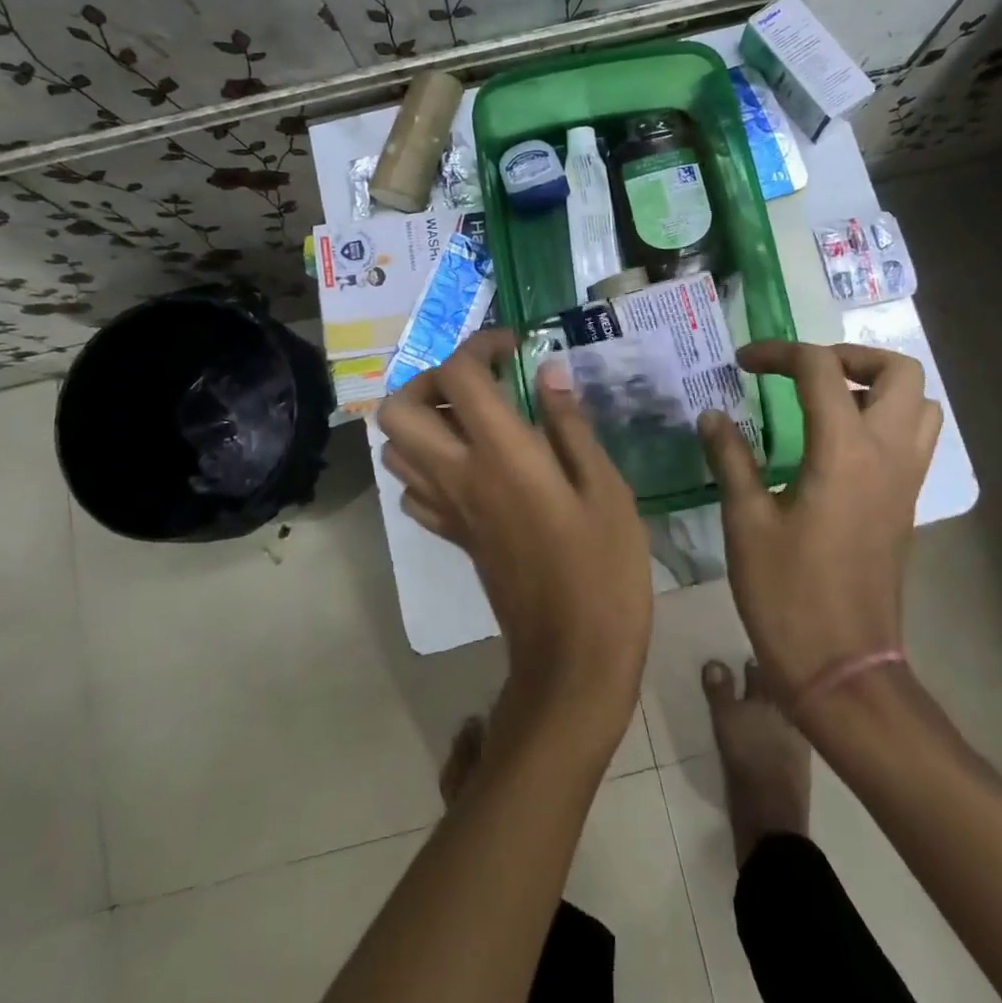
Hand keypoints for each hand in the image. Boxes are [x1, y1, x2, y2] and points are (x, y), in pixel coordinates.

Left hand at [377, 331, 651, 735]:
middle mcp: (459, 475)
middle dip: (431, 379)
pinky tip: (472, 468)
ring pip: (396, 449)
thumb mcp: (605, 487)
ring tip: (476, 420)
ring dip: (425, 420)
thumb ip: (571, 425)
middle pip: (399, 408)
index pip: (458, 376)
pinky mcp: (452, 537)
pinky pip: (414, 491)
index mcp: (502, 455)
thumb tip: (549, 373)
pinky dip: (429, 466)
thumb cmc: (604, 569)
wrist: (574, 657)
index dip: (480, 345)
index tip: (515, 347)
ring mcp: (448, 510)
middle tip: (480, 383)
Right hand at [700, 342, 941, 702]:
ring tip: (825, 402)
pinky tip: (835, 445)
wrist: (843, 668)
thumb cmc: (788, 595)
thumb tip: (713, 415)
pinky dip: (883, 421)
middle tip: (804, 373)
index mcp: (845, 452)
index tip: (743, 363)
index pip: (820, 369)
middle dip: (850, 356)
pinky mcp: (906, 506)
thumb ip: (731, 458)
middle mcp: (888, 455)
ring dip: (877, 388)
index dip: (779, 353)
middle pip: (900, 372)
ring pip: (919, 405)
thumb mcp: (746, 522)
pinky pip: (913, 440)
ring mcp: (906, 482)